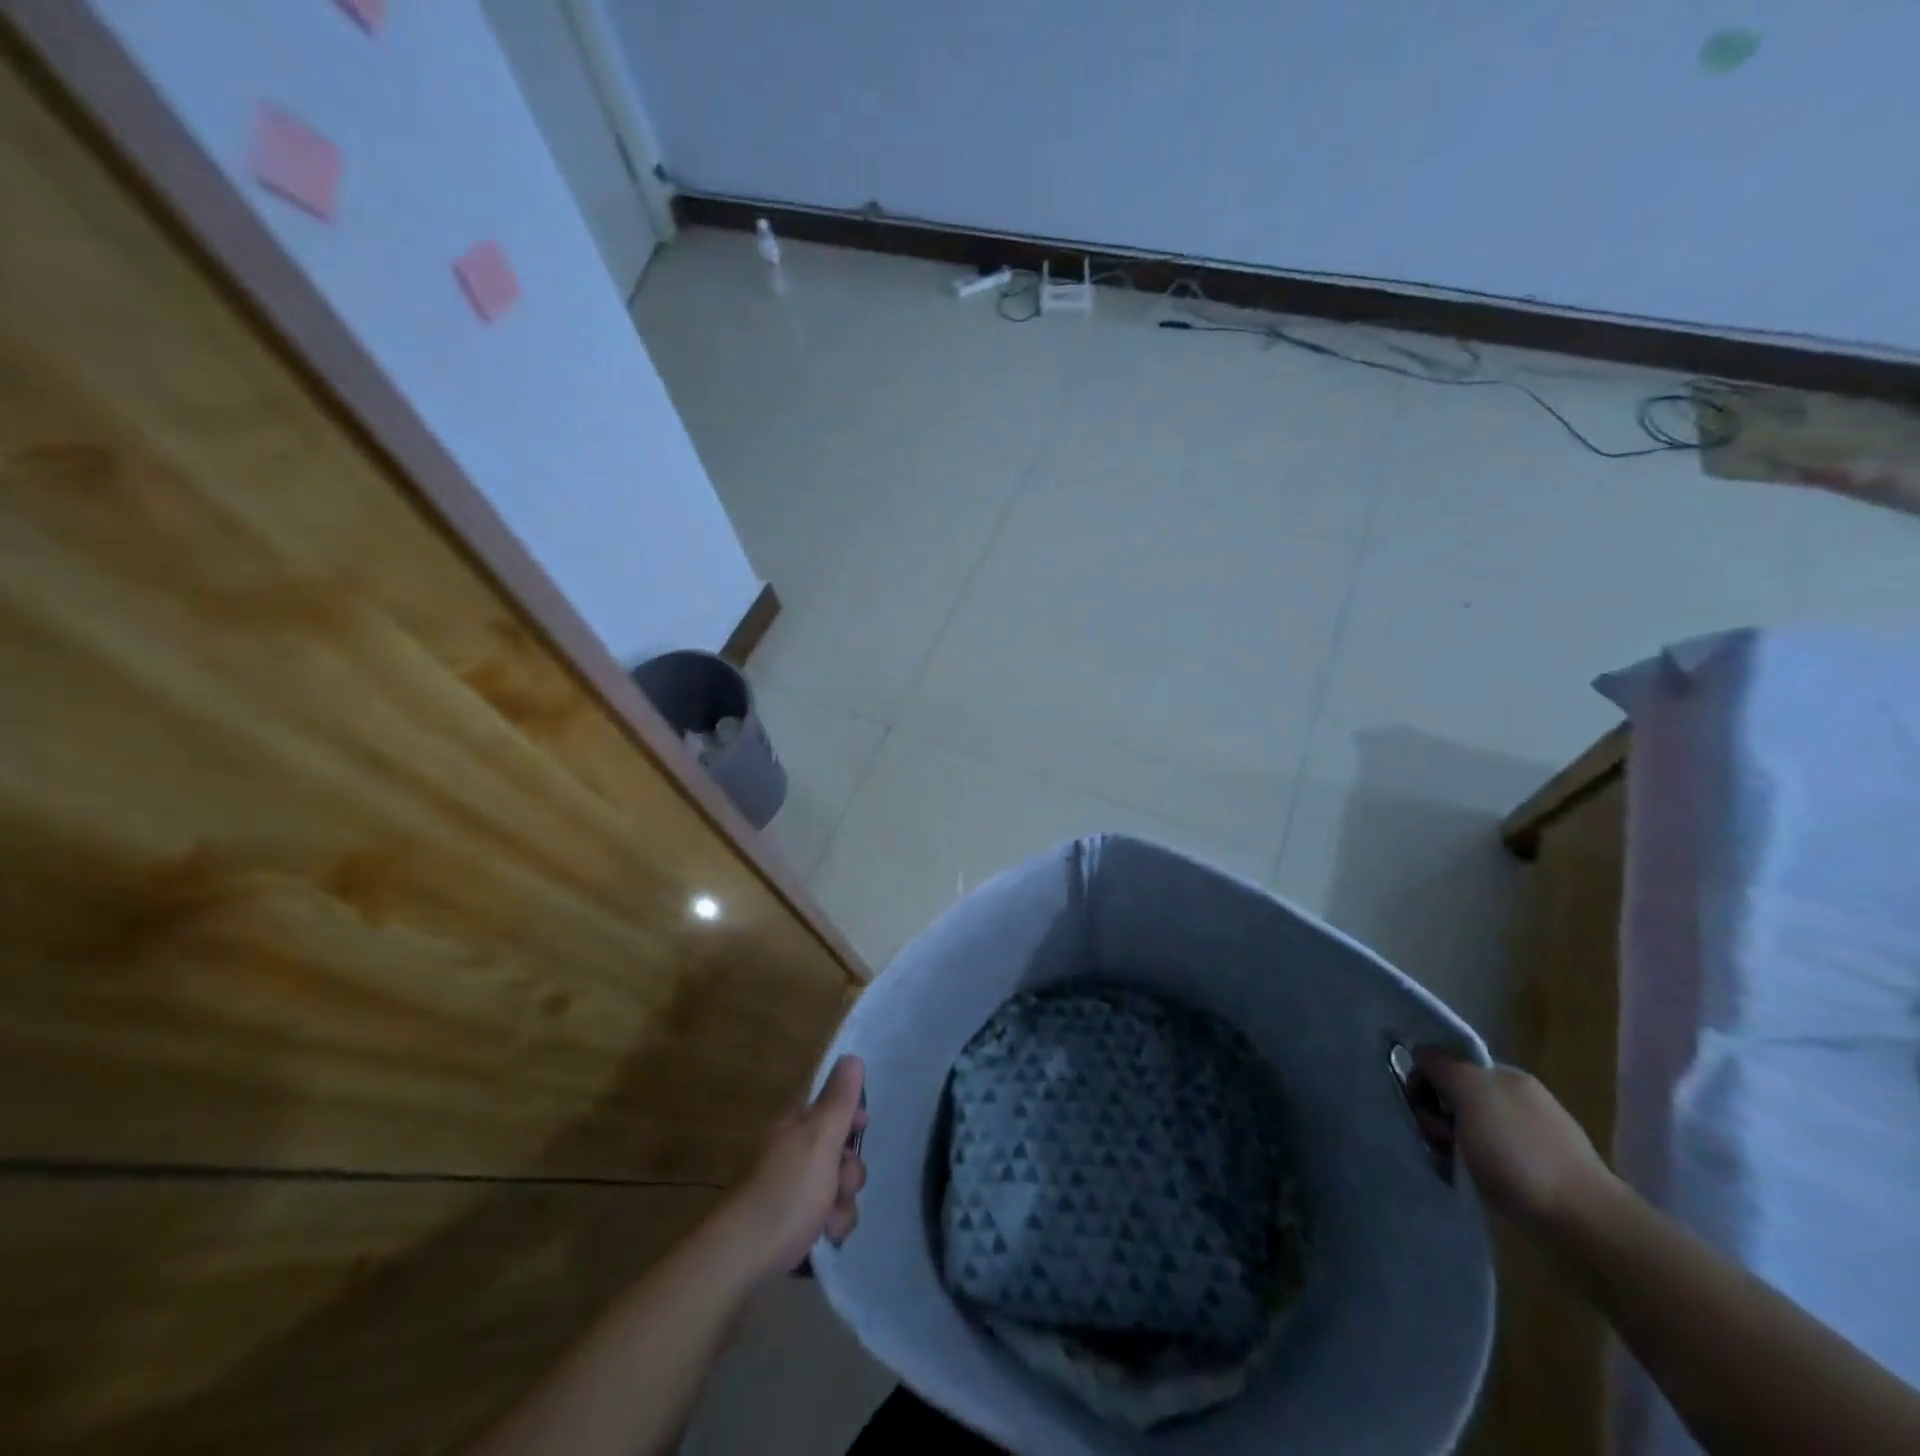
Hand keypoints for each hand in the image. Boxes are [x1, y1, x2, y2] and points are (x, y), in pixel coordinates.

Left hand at [721, 1055, 868, 1280]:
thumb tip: (851, 1057)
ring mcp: (790, 1191)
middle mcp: (792, 1154)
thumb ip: (839, 1099)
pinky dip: (828, 1229)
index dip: (852, 1117)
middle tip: (839, 1184)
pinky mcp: (791, 1226)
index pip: (831, 1108)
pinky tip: (821, 1240)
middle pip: (840, 1154)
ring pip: (837, 1190)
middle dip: (849, 1172)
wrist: (742, 1256)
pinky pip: (825, 1219)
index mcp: (796, 1127)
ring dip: (842, 1206)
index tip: (862, 1129)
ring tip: (827, 1222)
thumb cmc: (787, 1190)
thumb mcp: (820, 1137)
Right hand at [1413, 1049, 1617, 1228]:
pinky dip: (1473, 1169)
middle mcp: (1519, 1101)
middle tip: (1439, 1141)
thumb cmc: (1518, 1151)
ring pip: (1468, 1131)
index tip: (1421, 1106)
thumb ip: (1442, 1065)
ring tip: (1454, 1166)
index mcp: (1506, 1075)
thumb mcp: (1470, 1091)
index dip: (1426, 1080)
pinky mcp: (1537, 1177)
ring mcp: (1530, 1140)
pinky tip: (1473, 1182)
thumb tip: (1422, 1053)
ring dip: (1451, 1145)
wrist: (1583, 1225)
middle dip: (1436, 1117)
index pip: (1448, 1062)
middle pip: (1455, 1097)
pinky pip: (1487, 1161)